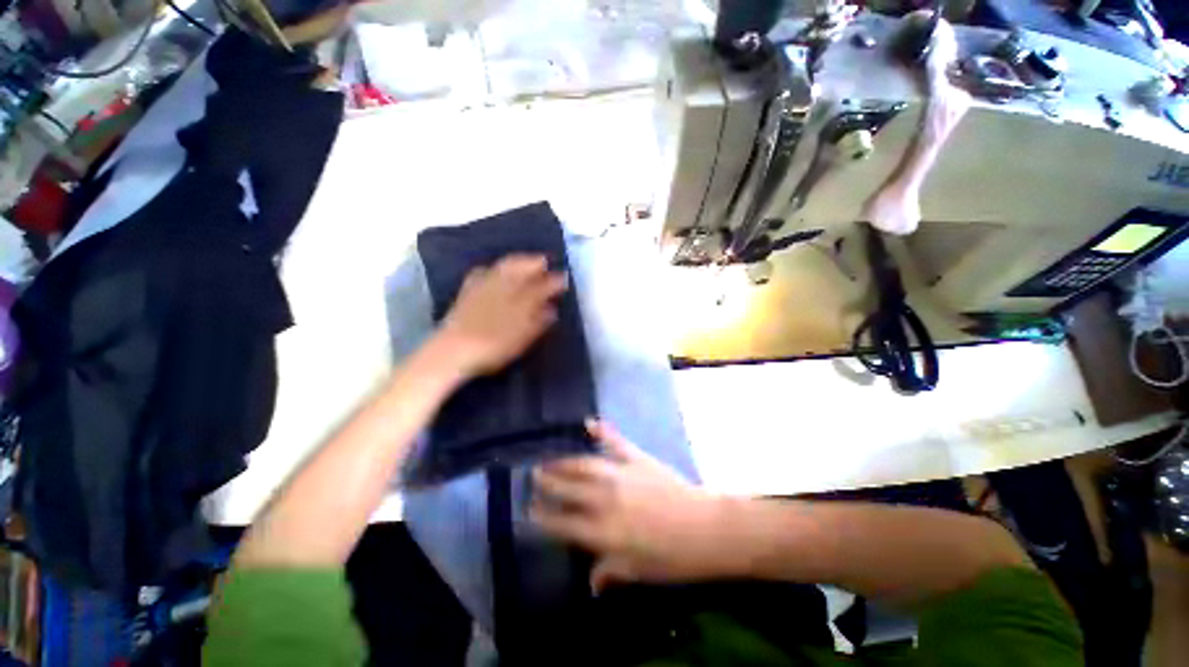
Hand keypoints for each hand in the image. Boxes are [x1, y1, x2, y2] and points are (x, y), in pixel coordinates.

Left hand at [436, 254, 567, 377]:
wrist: (454, 349)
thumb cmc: (494, 348)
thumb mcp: (523, 338)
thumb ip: (539, 322)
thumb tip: (552, 309)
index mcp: (521, 300)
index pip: (543, 286)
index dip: (554, 281)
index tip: (565, 278)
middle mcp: (505, 288)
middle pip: (523, 270)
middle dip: (535, 263)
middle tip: (545, 260)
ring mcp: (485, 286)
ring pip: (504, 267)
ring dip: (517, 260)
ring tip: (525, 259)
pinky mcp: (468, 290)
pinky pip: (483, 272)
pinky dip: (492, 268)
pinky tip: (492, 269)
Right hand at [531, 420, 730, 592]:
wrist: (705, 528)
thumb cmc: (673, 557)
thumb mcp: (639, 572)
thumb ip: (610, 573)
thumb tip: (590, 582)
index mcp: (603, 532)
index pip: (564, 523)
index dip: (544, 517)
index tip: (530, 509)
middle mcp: (605, 499)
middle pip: (568, 489)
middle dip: (548, 482)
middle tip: (534, 475)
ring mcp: (620, 474)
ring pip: (584, 464)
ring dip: (564, 461)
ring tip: (550, 458)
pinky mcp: (636, 458)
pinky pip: (615, 441)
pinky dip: (602, 431)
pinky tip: (589, 423)